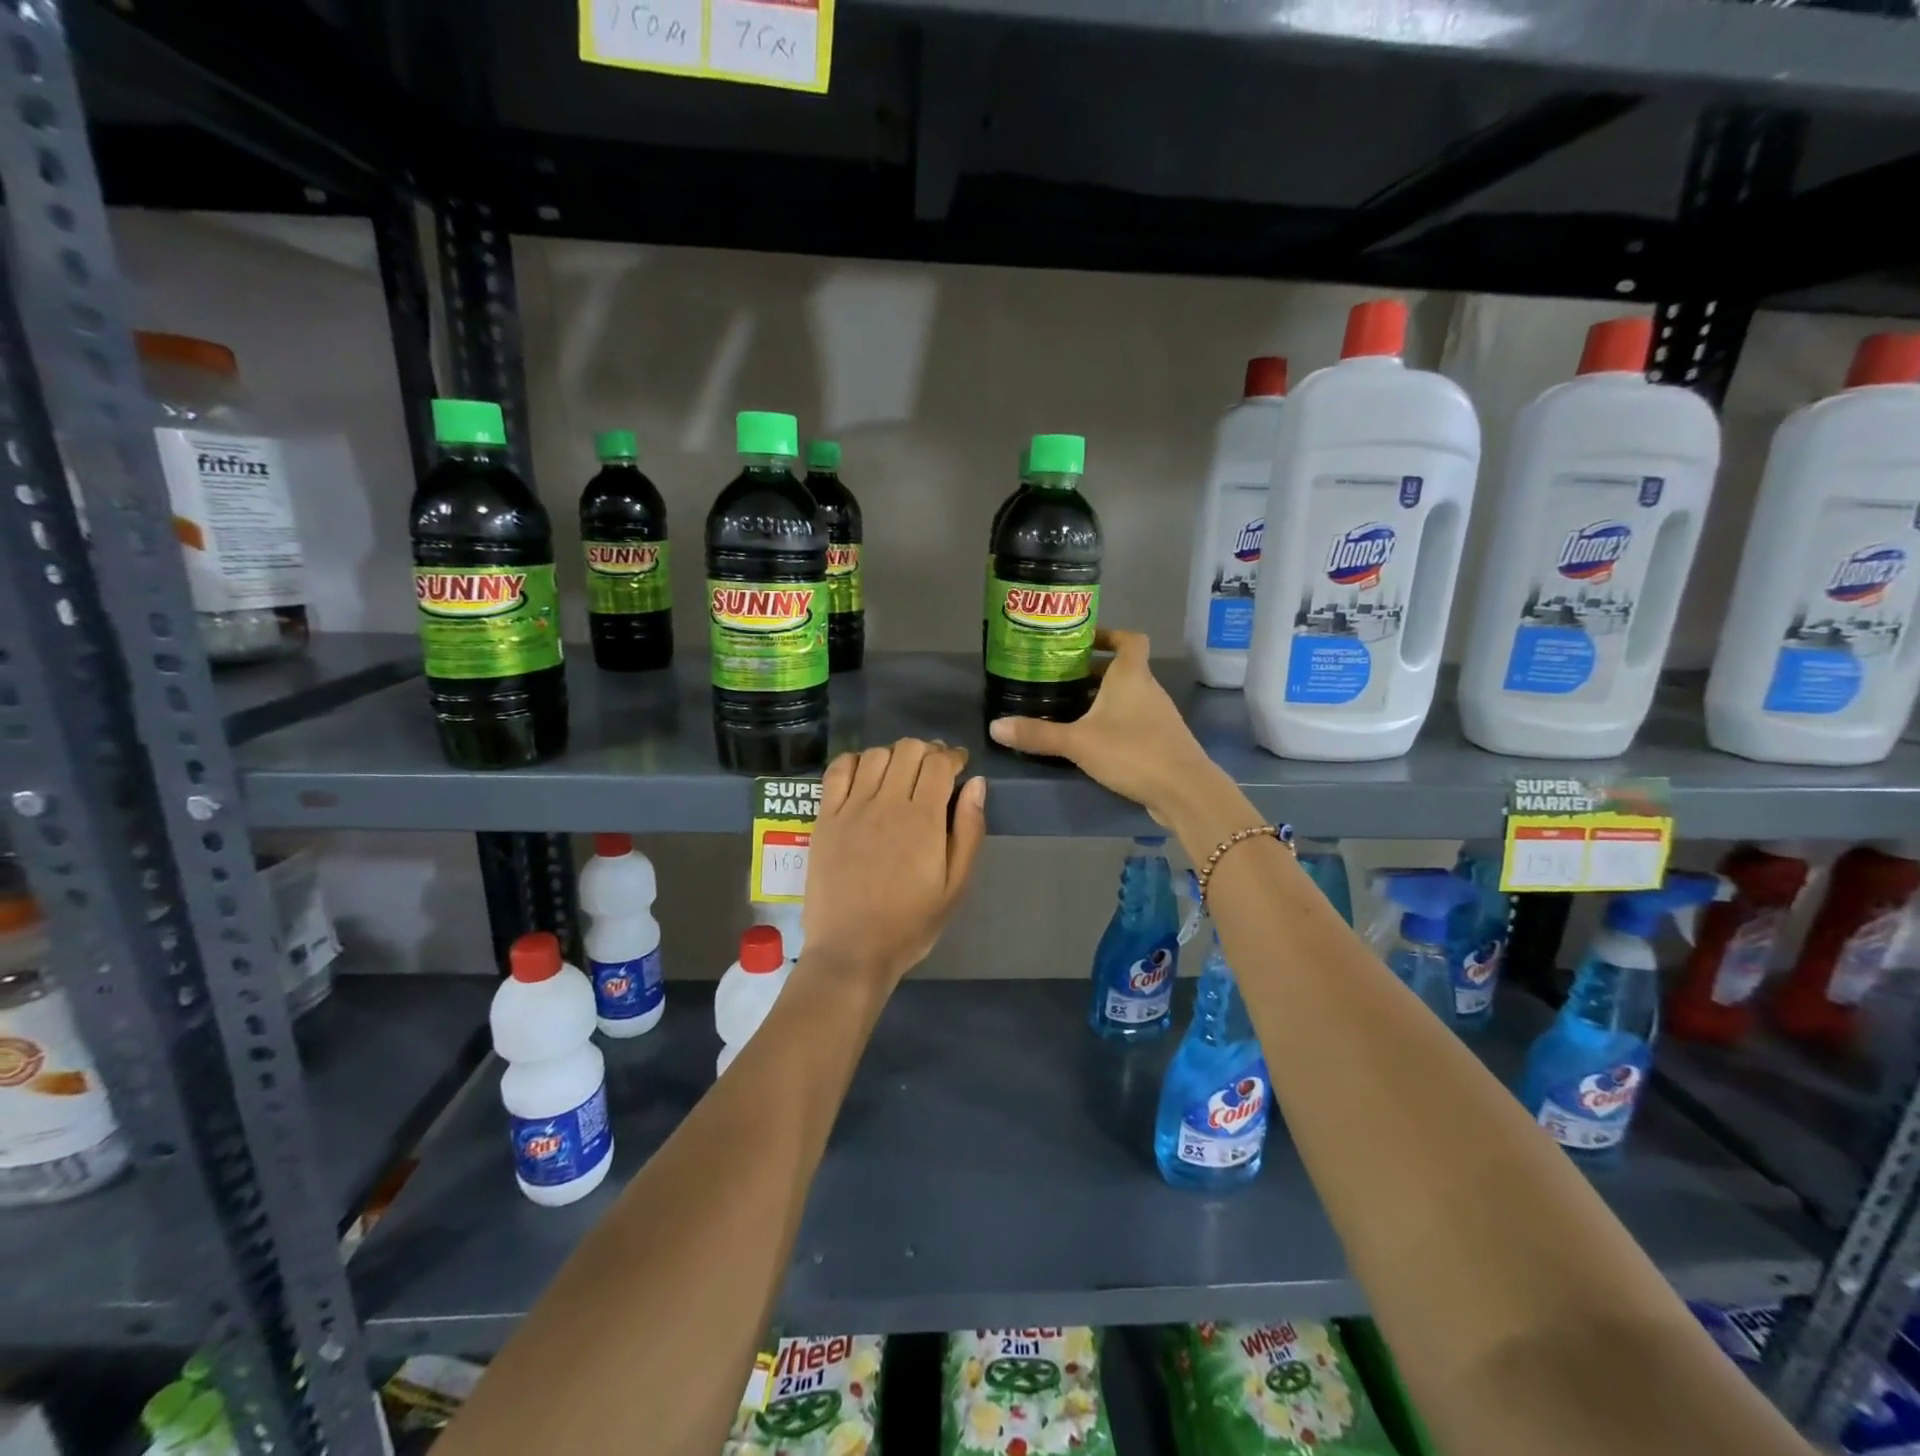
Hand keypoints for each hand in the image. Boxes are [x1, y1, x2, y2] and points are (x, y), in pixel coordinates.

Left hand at [800, 739, 987, 989]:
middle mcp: (887, 803)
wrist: (851, 950)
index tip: (959, 765)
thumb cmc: (910, 924)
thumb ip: (969, 831)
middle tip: (933, 770)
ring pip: (875, 754)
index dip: (953, 756)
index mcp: (924, 819)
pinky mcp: (825, 817)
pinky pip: (838, 770)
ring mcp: (851, 808)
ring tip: (900, 774)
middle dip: (927, 752)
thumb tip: (977, 784)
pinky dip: (855, 761)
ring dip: (894, 755)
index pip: (940, 763)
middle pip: (908, 750)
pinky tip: (865, 775)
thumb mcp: (955, 886)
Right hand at [987, 629, 1226, 825]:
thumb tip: (995, 726)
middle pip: (1123, 669)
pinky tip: (1092, 741)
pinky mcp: (1162, 740)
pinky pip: (1134, 720)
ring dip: (1103, 699)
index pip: (1129, 639)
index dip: (1109, 635)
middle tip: (1060, 679)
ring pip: (1128, 696)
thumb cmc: (1132, 751)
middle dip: (1093, 672)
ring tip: (1069, 709)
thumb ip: (1037, 735)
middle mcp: (1148, 689)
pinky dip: (1114, 722)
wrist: (1184, 790)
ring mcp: (1159, 716)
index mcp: (1131, 675)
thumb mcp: (1078, 742)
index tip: (1083, 642)